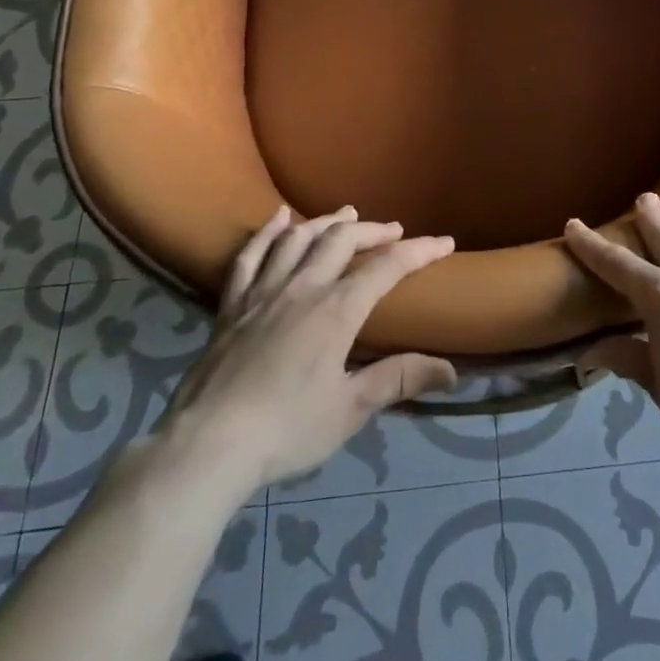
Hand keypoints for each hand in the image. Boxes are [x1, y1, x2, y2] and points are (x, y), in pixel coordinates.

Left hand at [154, 206, 456, 494]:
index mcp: (337, 310)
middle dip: (373, 230)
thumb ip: (399, 380)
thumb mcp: (350, 409)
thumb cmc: (286, 430)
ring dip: (327, 222)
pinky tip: (279, 218)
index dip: (420, 250)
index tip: (444, 242)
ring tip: (347, 214)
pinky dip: (267, 232)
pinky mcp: (232, 306)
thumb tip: (452, 371)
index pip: (387, 267)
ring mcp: (263, 292)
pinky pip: (250, 256)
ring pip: (299, 239)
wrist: (207, 445)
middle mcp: (303, 288)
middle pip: (342, 241)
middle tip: (394, 230)